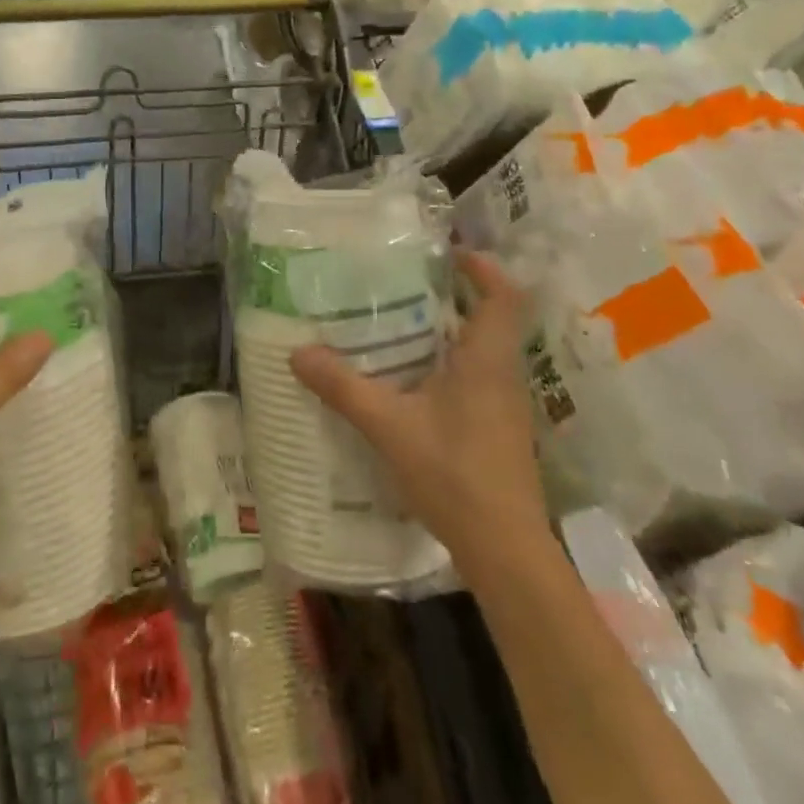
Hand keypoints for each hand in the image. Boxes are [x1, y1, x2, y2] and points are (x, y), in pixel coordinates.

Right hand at [291, 249, 550, 561]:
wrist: (505, 550)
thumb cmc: (454, 474)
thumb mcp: (389, 426)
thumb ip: (344, 387)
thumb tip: (299, 352)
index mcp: (486, 360)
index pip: (502, 296)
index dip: (482, 268)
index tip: (449, 253)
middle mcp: (503, 374)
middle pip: (490, 318)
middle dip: (454, 296)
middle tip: (407, 286)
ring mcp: (505, 405)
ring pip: (483, 351)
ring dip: (450, 332)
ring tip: (400, 326)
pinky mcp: (499, 430)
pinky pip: (477, 379)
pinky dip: (449, 366)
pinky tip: (412, 382)